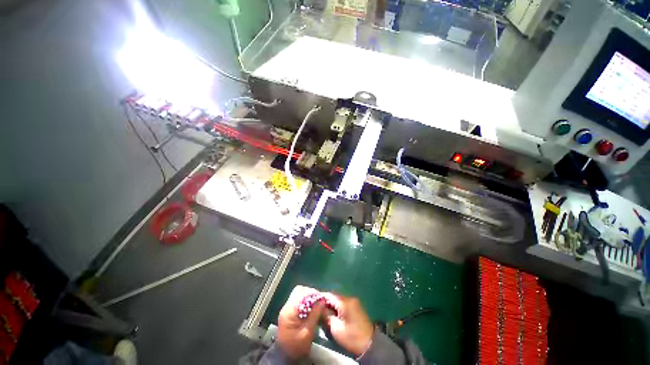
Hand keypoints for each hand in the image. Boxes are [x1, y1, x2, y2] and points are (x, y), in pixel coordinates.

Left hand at [276, 285, 324, 358]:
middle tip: (319, 300)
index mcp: (289, 311)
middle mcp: (287, 307)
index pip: (301, 293)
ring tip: (317, 304)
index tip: (321, 298)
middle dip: (311, 293)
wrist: (285, 357)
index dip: (312, 293)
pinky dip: (306, 301)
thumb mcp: (307, 332)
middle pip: (299, 290)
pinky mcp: (289, 312)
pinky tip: (312, 308)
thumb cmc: (296, 347)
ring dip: (309, 296)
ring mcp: (287, 309)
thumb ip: (314, 315)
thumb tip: (322, 301)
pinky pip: (298, 300)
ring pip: (298, 294)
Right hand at [321, 293, 373, 356]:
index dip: (320, 298)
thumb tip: (319, 308)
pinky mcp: (356, 306)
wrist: (369, 344)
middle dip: (326, 301)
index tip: (313, 303)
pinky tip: (333, 313)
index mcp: (345, 301)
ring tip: (324, 312)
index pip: (329, 295)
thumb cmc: (351, 337)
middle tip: (317, 309)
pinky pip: (344, 303)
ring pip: (339, 299)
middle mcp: (350, 298)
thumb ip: (326, 315)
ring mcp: (354, 301)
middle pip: (334, 296)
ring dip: (332, 304)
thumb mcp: (335, 328)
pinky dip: (337, 306)